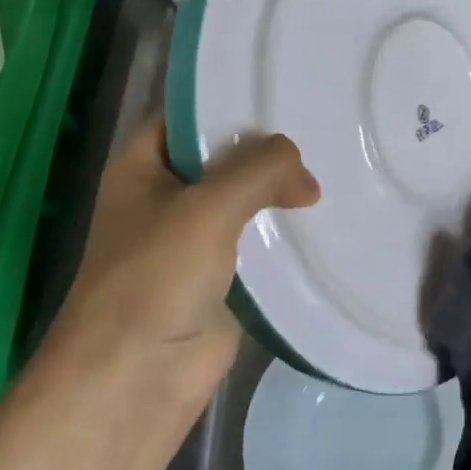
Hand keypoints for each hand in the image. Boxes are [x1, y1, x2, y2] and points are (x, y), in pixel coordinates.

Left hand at [57, 117, 318, 402]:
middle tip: (323, 128)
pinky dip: (285, 233)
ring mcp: (193, 239)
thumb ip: (260, 171)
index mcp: (142, 167)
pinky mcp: (221, 278)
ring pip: (244, 201)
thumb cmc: (155, 278)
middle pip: (222, 157)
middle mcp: (166, 197)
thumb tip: (306, 179)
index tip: (282, 89)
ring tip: (335, 166)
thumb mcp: (207, 207)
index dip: (229, 101)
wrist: (135, 380)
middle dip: (266, 148)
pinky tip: (326, 219)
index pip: (188, 115)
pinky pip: (258, 243)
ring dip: (279, 192)